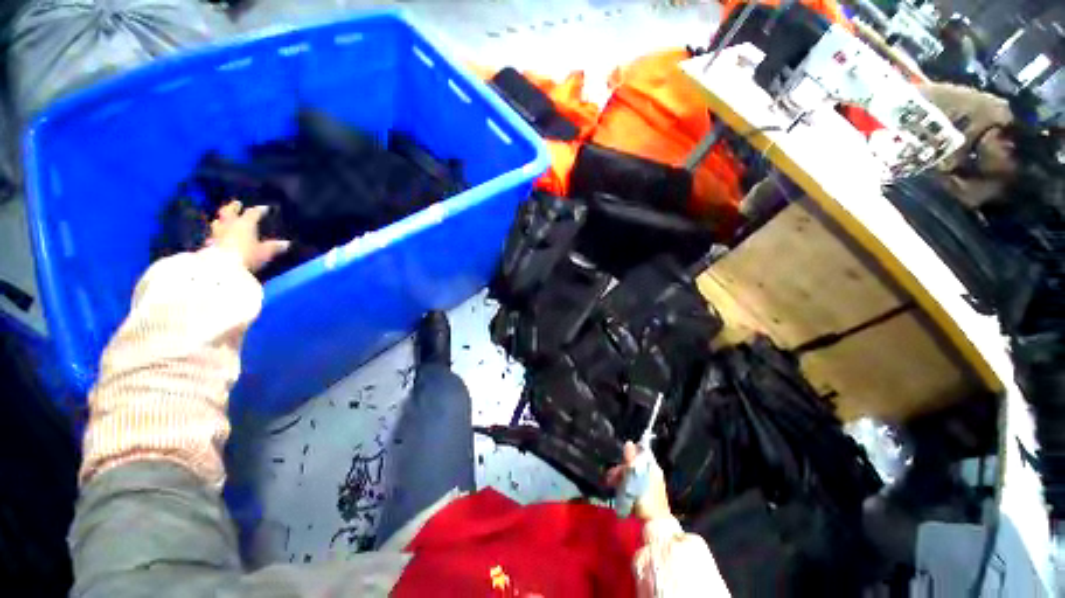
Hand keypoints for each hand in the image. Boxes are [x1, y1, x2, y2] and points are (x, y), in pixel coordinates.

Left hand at [207, 201, 289, 272]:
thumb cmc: (247, 255)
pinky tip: (215, 239)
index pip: (253, 213)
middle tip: (237, 203)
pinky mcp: (209, 246)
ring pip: (217, 223)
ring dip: (220, 220)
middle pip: (228, 212)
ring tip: (222, 220)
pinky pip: (212, 238)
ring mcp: (217, 235)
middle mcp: (229, 225)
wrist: (222, 267)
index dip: (259, 210)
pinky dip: (215, 237)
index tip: (265, 208)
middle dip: (233, 207)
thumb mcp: (265, 252)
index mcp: (245, 224)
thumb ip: (274, 247)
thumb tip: (286, 243)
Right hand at [606, 442, 671, 520]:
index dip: (628, 455)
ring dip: (621, 477)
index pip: (640, 453)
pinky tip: (619, 491)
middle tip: (610, 477)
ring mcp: (651, 484)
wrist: (656, 525)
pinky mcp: (648, 494)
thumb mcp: (636, 477)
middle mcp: (653, 473)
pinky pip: (634, 483)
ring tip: (611, 485)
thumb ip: (631, 460)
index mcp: (653, 467)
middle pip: (635, 464)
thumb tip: (629, 442)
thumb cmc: (646, 499)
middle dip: (621, 468)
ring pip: (633, 474)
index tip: (617, 461)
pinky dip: (626, 485)